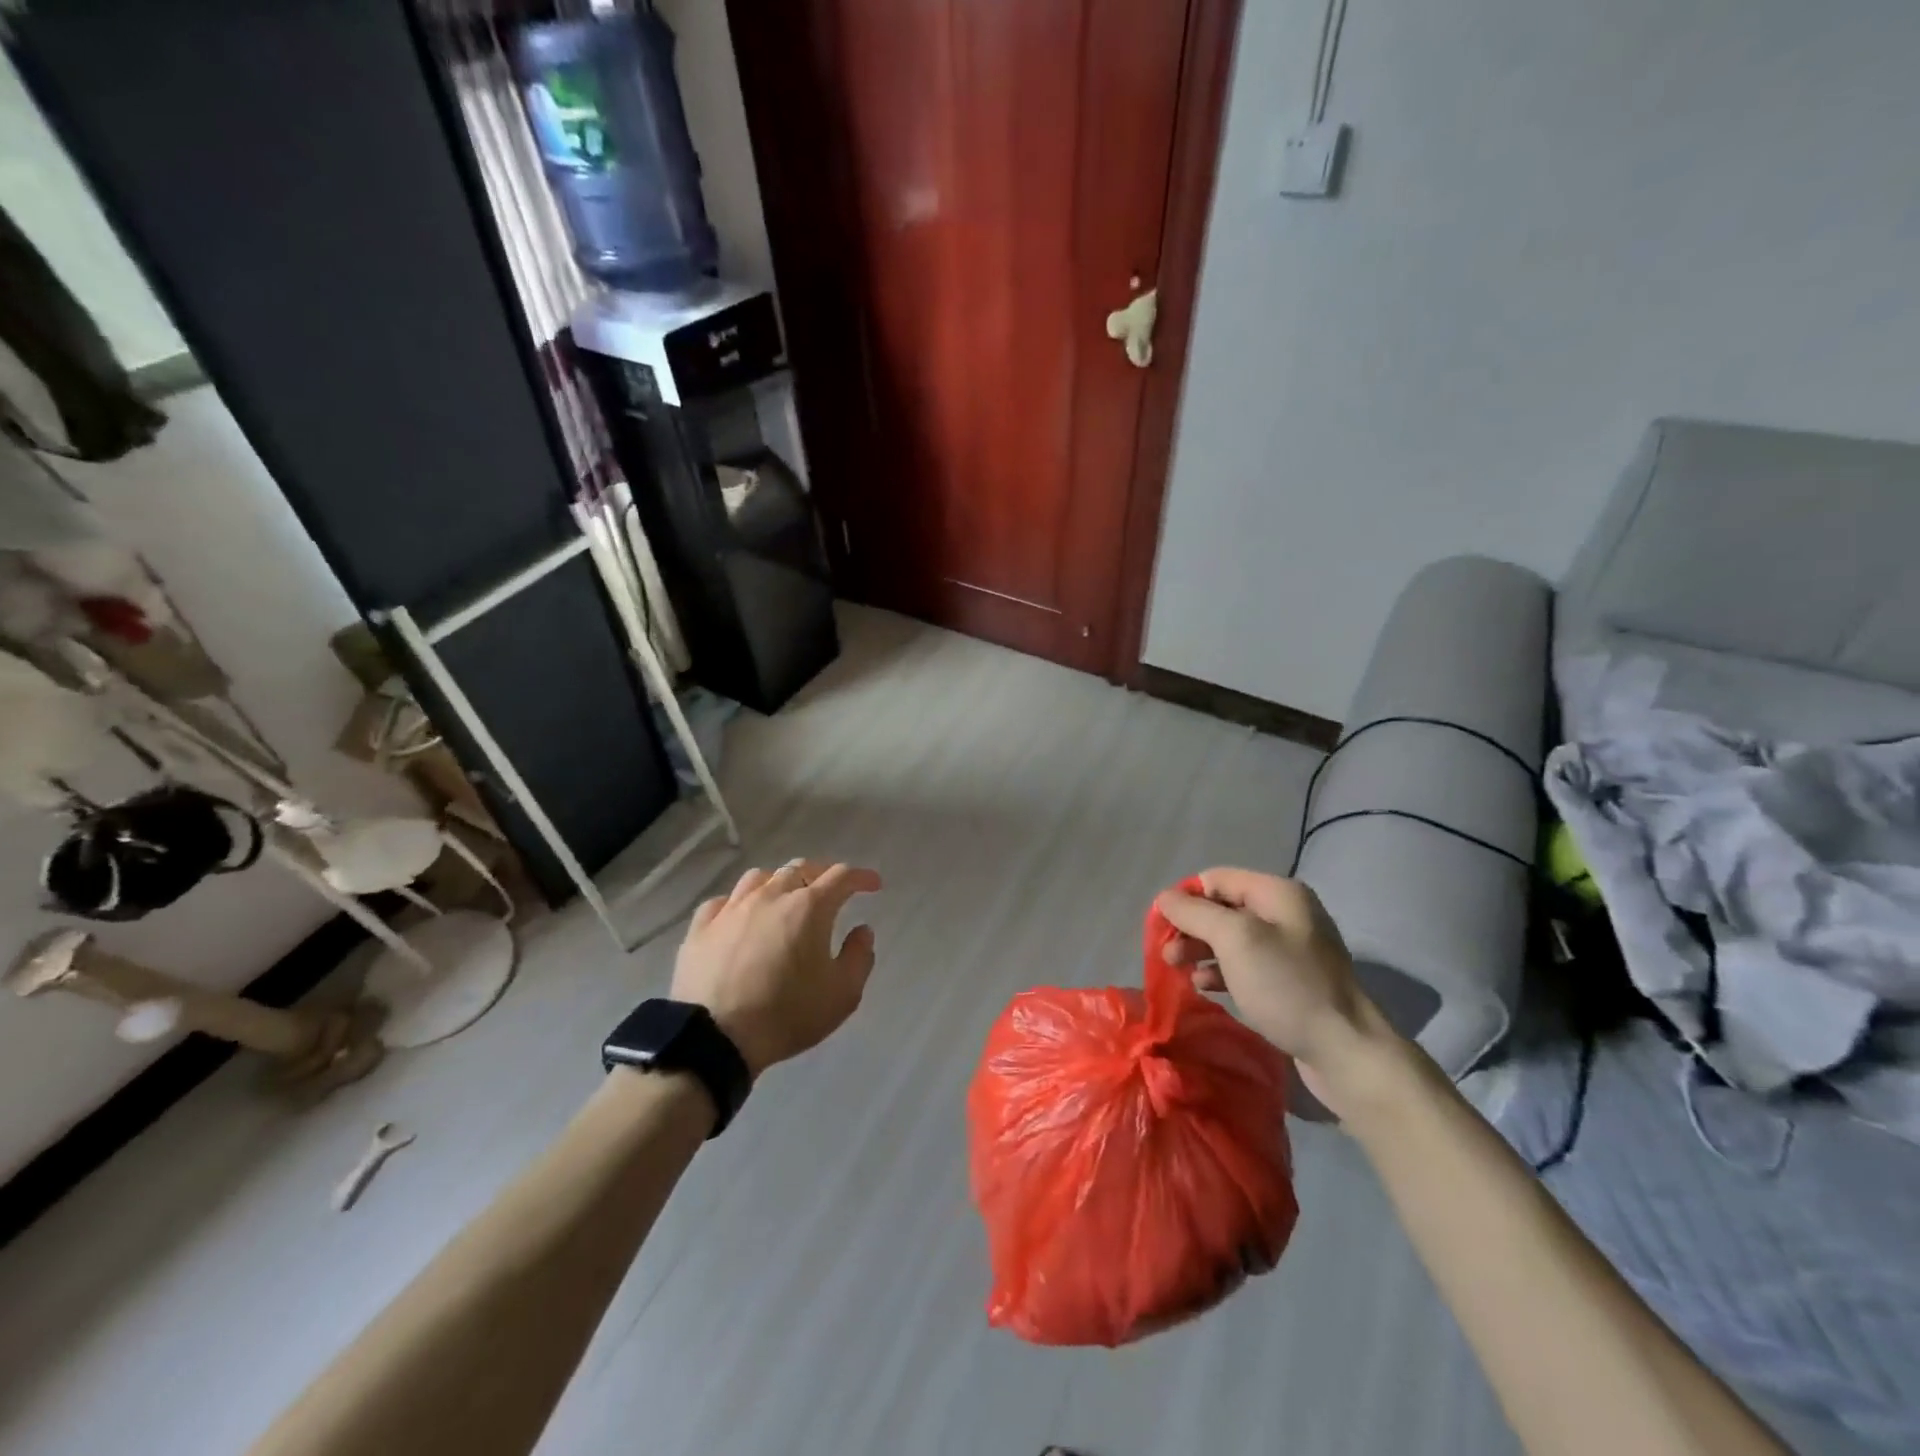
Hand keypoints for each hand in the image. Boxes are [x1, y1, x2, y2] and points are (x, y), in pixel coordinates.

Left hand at [671, 860, 881, 1077]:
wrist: (715, 1038)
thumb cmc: (786, 1015)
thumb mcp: (842, 995)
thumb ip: (859, 957)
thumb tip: (862, 930)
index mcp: (809, 907)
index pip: (841, 876)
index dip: (861, 877)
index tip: (873, 884)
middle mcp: (770, 896)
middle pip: (800, 868)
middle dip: (821, 874)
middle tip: (831, 891)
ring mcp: (731, 909)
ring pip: (759, 877)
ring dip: (779, 882)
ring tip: (785, 897)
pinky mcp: (701, 928)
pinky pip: (722, 901)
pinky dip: (739, 902)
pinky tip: (741, 916)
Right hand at [1156, 868, 1400, 1117]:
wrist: (1345, 1050)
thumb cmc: (1286, 985)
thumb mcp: (1235, 940)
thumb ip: (1195, 913)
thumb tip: (1165, 898)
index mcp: (1277, 893)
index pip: (1216, 879)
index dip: (1185, 898)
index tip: (1162, 927)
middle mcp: (1285, 913)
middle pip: (1223, 909)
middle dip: (1191, 928)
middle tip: (1167, 954)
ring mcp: (1290, 949)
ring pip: (1231, 940)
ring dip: (1201, 951)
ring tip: (1179, 971)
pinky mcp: (1290, 981)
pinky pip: (1246, 966)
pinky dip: (1221, 972)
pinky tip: (1205, 988)